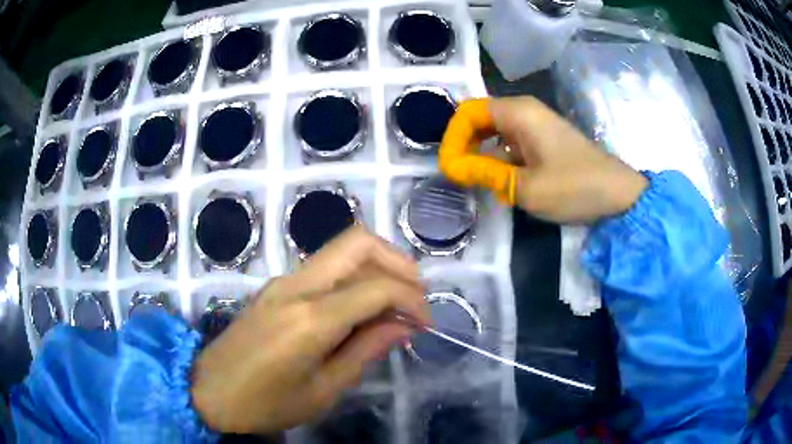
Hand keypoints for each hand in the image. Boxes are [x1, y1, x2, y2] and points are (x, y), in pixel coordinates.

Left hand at [191, 226, 429, 434]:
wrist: (208, 389)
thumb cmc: (265, 403)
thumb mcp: (322, 390)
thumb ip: (365, 351)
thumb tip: (403, 325)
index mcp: (310, 319)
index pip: (376, 287)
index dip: (412, 299)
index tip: (425, 323)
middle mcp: (297, 286)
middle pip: (358, 241)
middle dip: (398, 262)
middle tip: (414, 296)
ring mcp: (283, 280)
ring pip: (342, 249)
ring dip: (377, 267)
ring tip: (393, 304)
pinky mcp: (277, 286)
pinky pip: (326, 267)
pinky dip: (354, 277)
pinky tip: (361, 308)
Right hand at [441, 96, 647, 221]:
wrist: (618, 195)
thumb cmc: (574, 187)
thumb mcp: (525, 186)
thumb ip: (484, 173)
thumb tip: (451, 167)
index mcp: (518, 112)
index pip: (468, 112)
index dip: (453, 137)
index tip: (448, 168)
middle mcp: (525, 111)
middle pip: (479, 119)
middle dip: (463, 145)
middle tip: (457, 174)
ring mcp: (536, 125)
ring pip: (494, 132)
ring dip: (481, 154)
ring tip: (475, 181)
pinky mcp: (544, 141)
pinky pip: (511, 143)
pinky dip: (499, 160)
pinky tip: (501, 183)